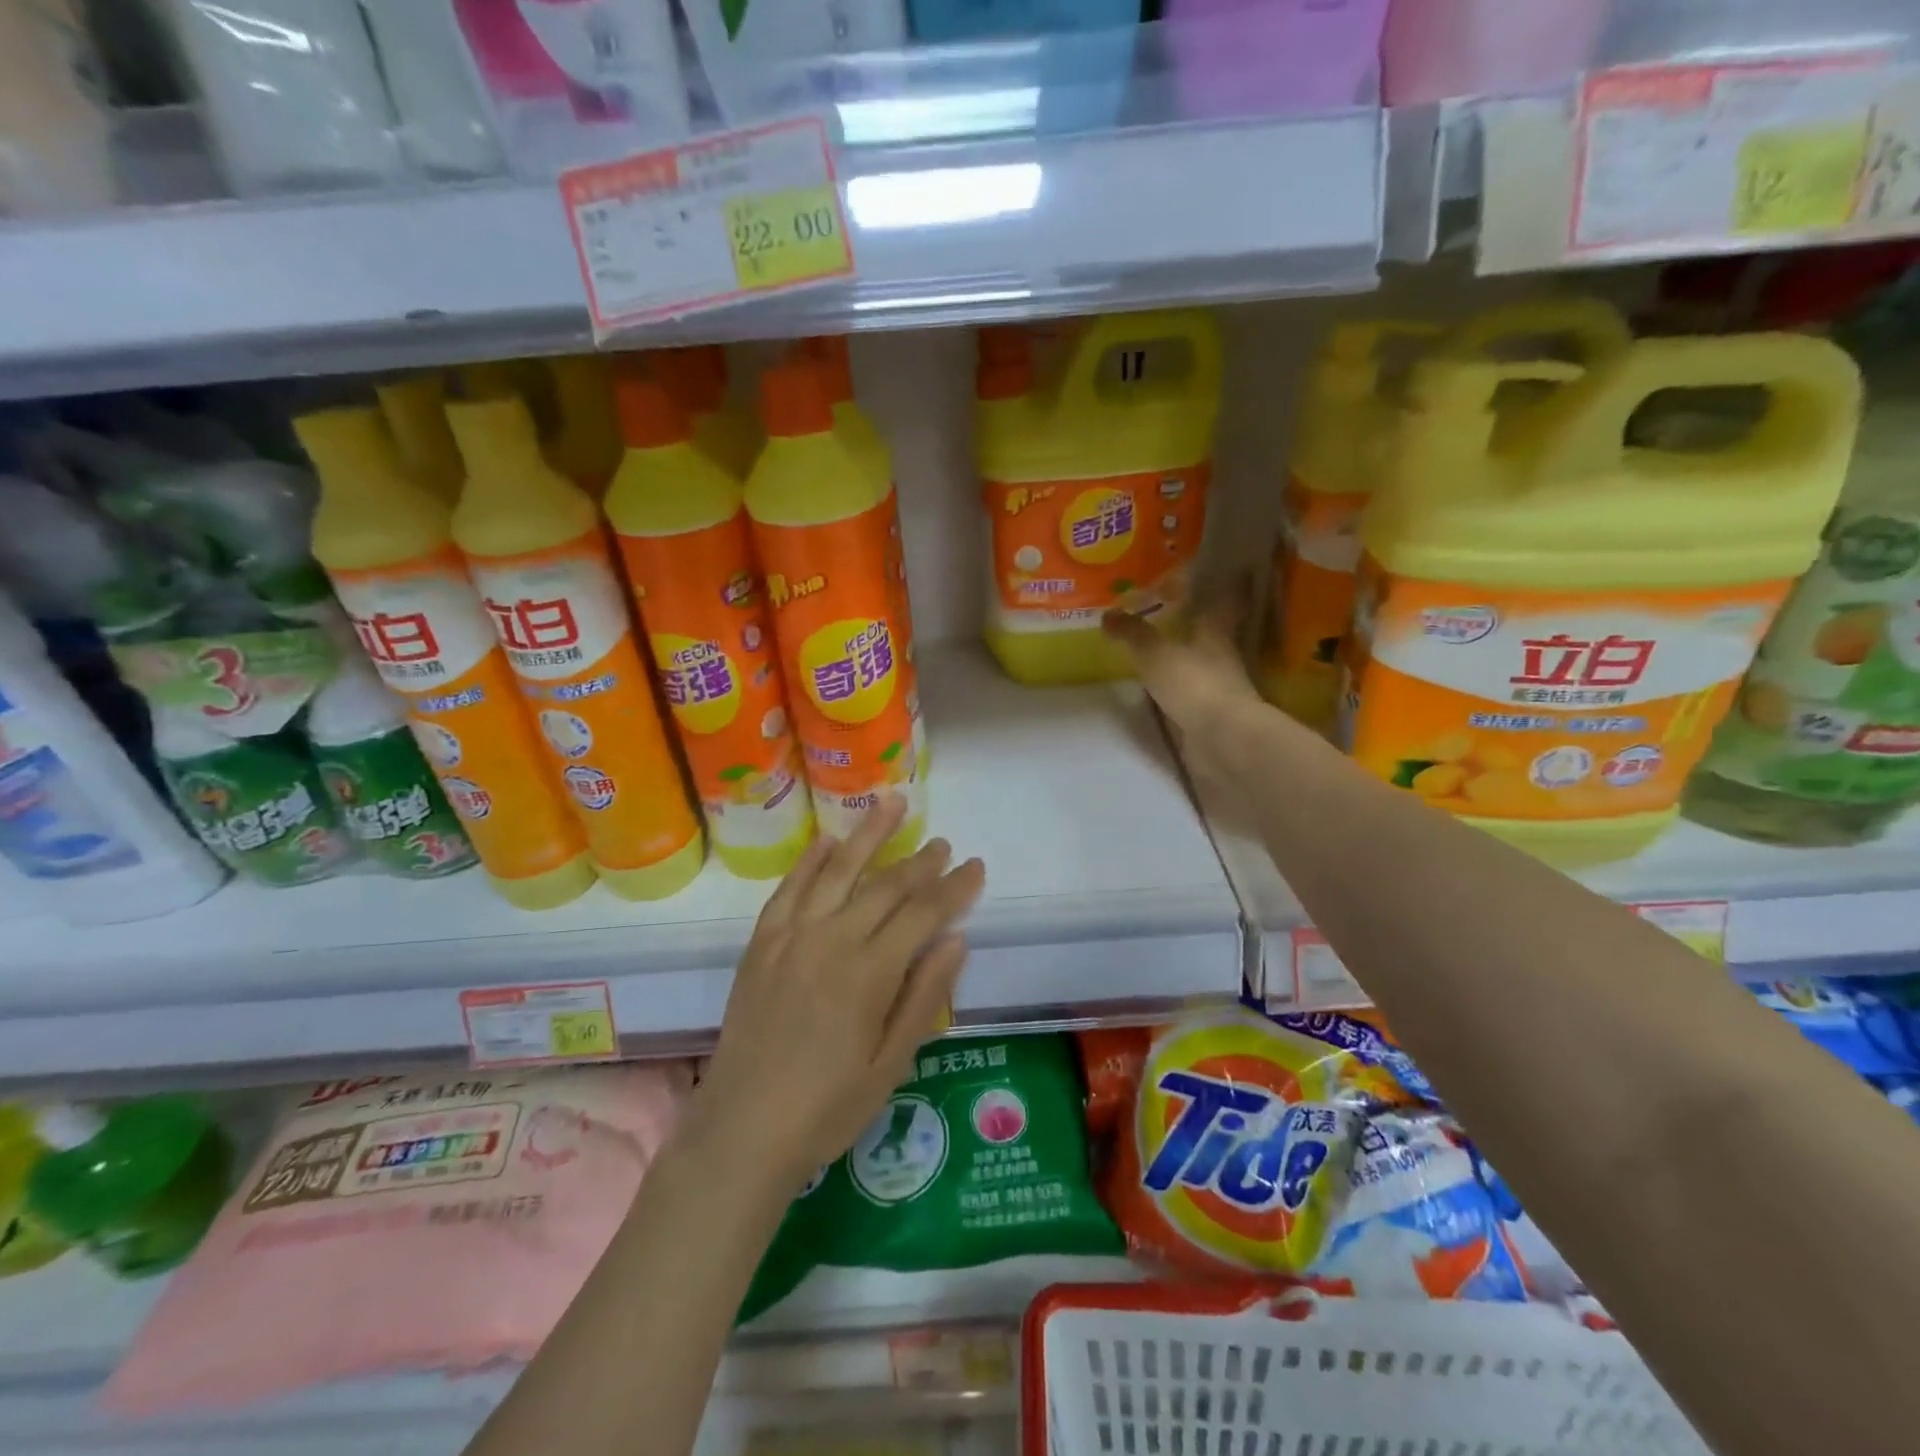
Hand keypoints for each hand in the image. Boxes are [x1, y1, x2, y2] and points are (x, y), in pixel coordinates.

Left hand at [692, 795, 985, 1198]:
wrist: (742, 1130)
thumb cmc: (827, 1108)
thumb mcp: (891, 1063)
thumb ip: (924, 996)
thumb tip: (956, 939)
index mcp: (869, 973)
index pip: (923, 913)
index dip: (954, 888)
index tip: (976, 867)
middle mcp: (831, 940)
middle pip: (885, 886)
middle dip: (920, 861)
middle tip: (943, 843)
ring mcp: (791, 936)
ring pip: (837, 870)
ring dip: (867, 834)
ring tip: (891, 803)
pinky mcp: (761, 943)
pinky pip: (788, 888)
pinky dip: (809, 861)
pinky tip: (827, 841)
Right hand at [1103, 593, 1271, 787]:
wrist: (1223, 740)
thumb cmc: (1195, 684)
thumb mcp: (1156, 654)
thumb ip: (1133, 634)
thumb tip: (1108, 614)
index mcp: (1216, 633)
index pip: (1223, 601)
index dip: (1222, 586)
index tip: (1224, 569)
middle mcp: (1221, 656)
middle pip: (1211, 633)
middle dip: (1195, 622)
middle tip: (1171, 608)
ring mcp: (1217, 688)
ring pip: (1200, 663)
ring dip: (1184, 656)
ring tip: (1157, 647)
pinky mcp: (1209, 716)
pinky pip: (1190, 693)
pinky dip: (1177, 687)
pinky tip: (1159, 686)